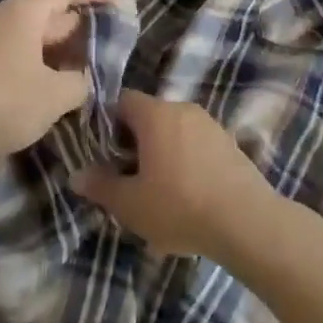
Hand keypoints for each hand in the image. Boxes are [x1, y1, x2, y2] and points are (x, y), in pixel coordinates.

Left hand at [0, 0, 132, 169]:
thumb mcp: (52, 96)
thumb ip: (79, 82)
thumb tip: (83, 78)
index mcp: (27, 13)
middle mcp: (10, 18)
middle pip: (55, 11)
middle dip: (86, 23)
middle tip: (117, 36)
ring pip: (40, 36)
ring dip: (66, 48)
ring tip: (95, 64)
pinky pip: (26, 54)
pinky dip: (47, 63)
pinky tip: (61, 84)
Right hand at [70, 90, 276, 261]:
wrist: (247, 222)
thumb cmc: (180, 206)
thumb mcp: (131, 204)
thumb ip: (101, 186)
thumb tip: (76, 175)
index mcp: (155, 114)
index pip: (122, 100)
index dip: (107, 122)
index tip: (104, 152)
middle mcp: (182, 109)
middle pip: (149, 116)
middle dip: (135, 142)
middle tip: (128, 176)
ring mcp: (210, 124)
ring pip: (174, 131)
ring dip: (162, 153)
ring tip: (158, 191)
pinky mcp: (230, 143)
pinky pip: (196, 145)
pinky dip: (186, 161)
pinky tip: (188, 195)